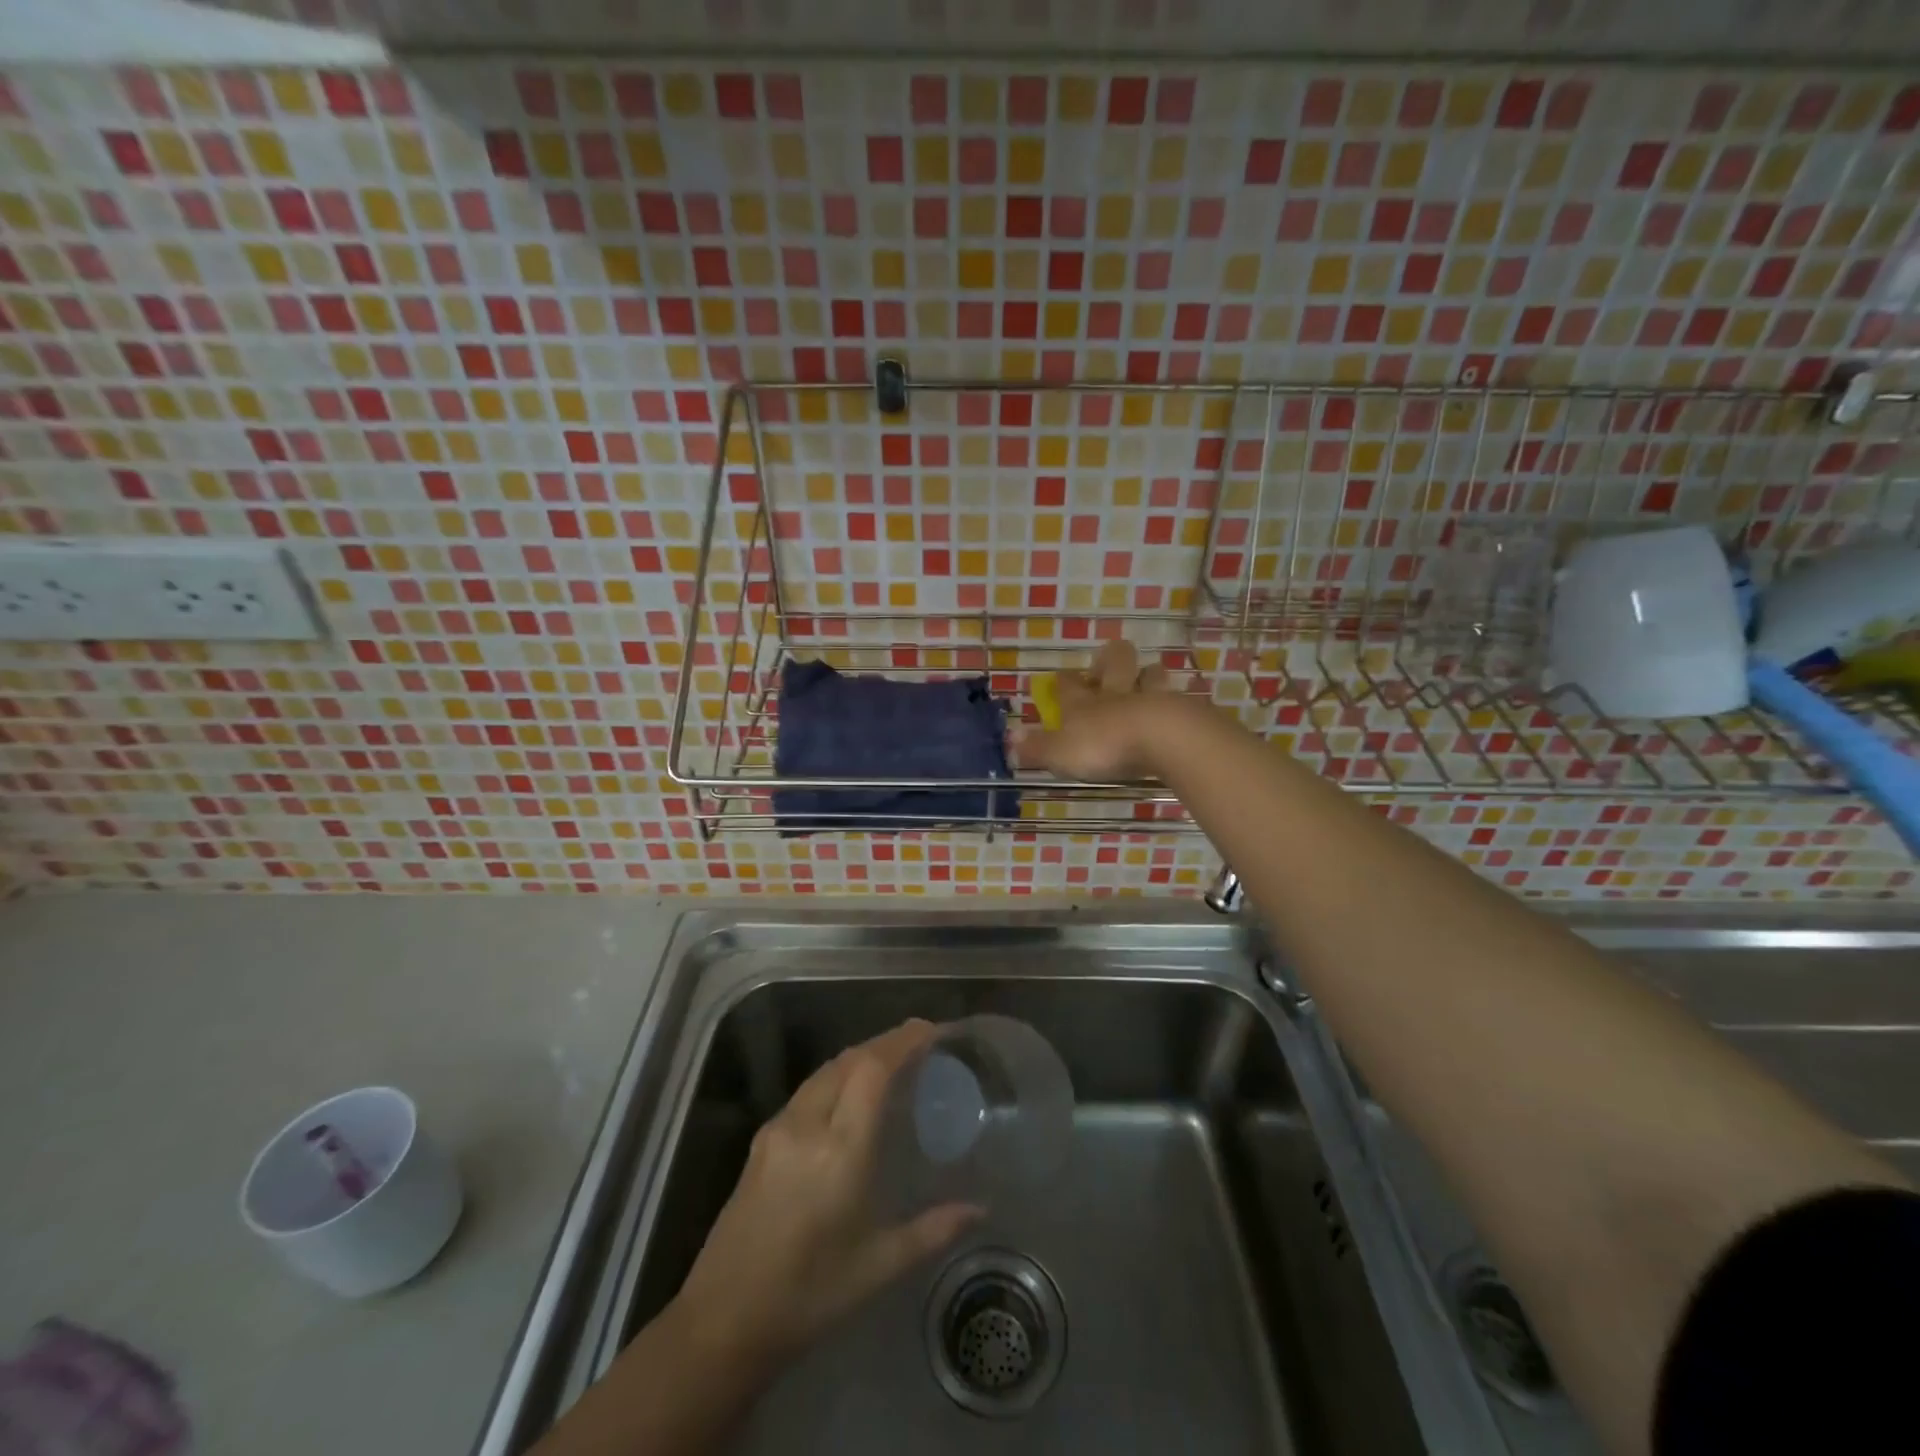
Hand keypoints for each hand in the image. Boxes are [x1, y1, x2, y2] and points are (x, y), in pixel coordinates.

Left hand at [670, 1020, 979, 1371]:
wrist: (722, 1322)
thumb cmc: (809, 1296)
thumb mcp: (879, 1267)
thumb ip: (933, 1230)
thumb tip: (979, 1210)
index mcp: (840, 1150)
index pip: (872, 1069)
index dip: (903, 1041)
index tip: (933, 1030)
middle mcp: (807, 1125)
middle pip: (850, 1059)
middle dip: (887, 1043)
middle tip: (922, 1043)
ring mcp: (779, 1128)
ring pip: (826, 1070)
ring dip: (861, 1056)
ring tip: (893, 1062)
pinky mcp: (762, 1139)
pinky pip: (809, 1089)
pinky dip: (838, 1076)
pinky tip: (851, 1095)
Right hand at [1019, 639, 1183, 780]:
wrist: (1164, 739)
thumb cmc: (1105, 746)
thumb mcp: (1060, 753)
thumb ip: (1036, 748)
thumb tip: (1009, 741)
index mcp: (1083, 703)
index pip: (1068, 684)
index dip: (1063, 681)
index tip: (1060, 680)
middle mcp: (1116, 693)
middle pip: (1114, 661)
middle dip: (1110, 659)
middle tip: (1107, 669)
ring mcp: (1152, 697)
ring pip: (1150, 674)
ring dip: (1147, 676)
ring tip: (1145, 685)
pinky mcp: (1182, 710)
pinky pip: (1178, 700)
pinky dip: (1174, 704)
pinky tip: (1175, 713)